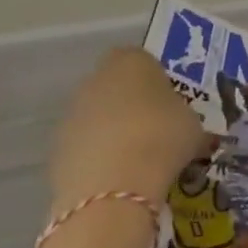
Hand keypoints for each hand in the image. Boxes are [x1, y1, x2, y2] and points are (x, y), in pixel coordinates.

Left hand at [50, 47, 204, 210]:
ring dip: (111, 134)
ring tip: (136, 162)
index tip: (170, 103)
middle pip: (115, 88)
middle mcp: (96, 80)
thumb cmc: (162, 137)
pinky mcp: (55, 152)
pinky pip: (84, 149)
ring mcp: (71, 116)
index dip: (155, 80)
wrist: (113, 188)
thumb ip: (184, 117)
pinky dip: (97, 160)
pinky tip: (117, 181)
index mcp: (131, 61)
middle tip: (155, 131)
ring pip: (97, 119)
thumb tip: (183, 128)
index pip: (142, 59)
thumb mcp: (192, 124)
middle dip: (131, 106)